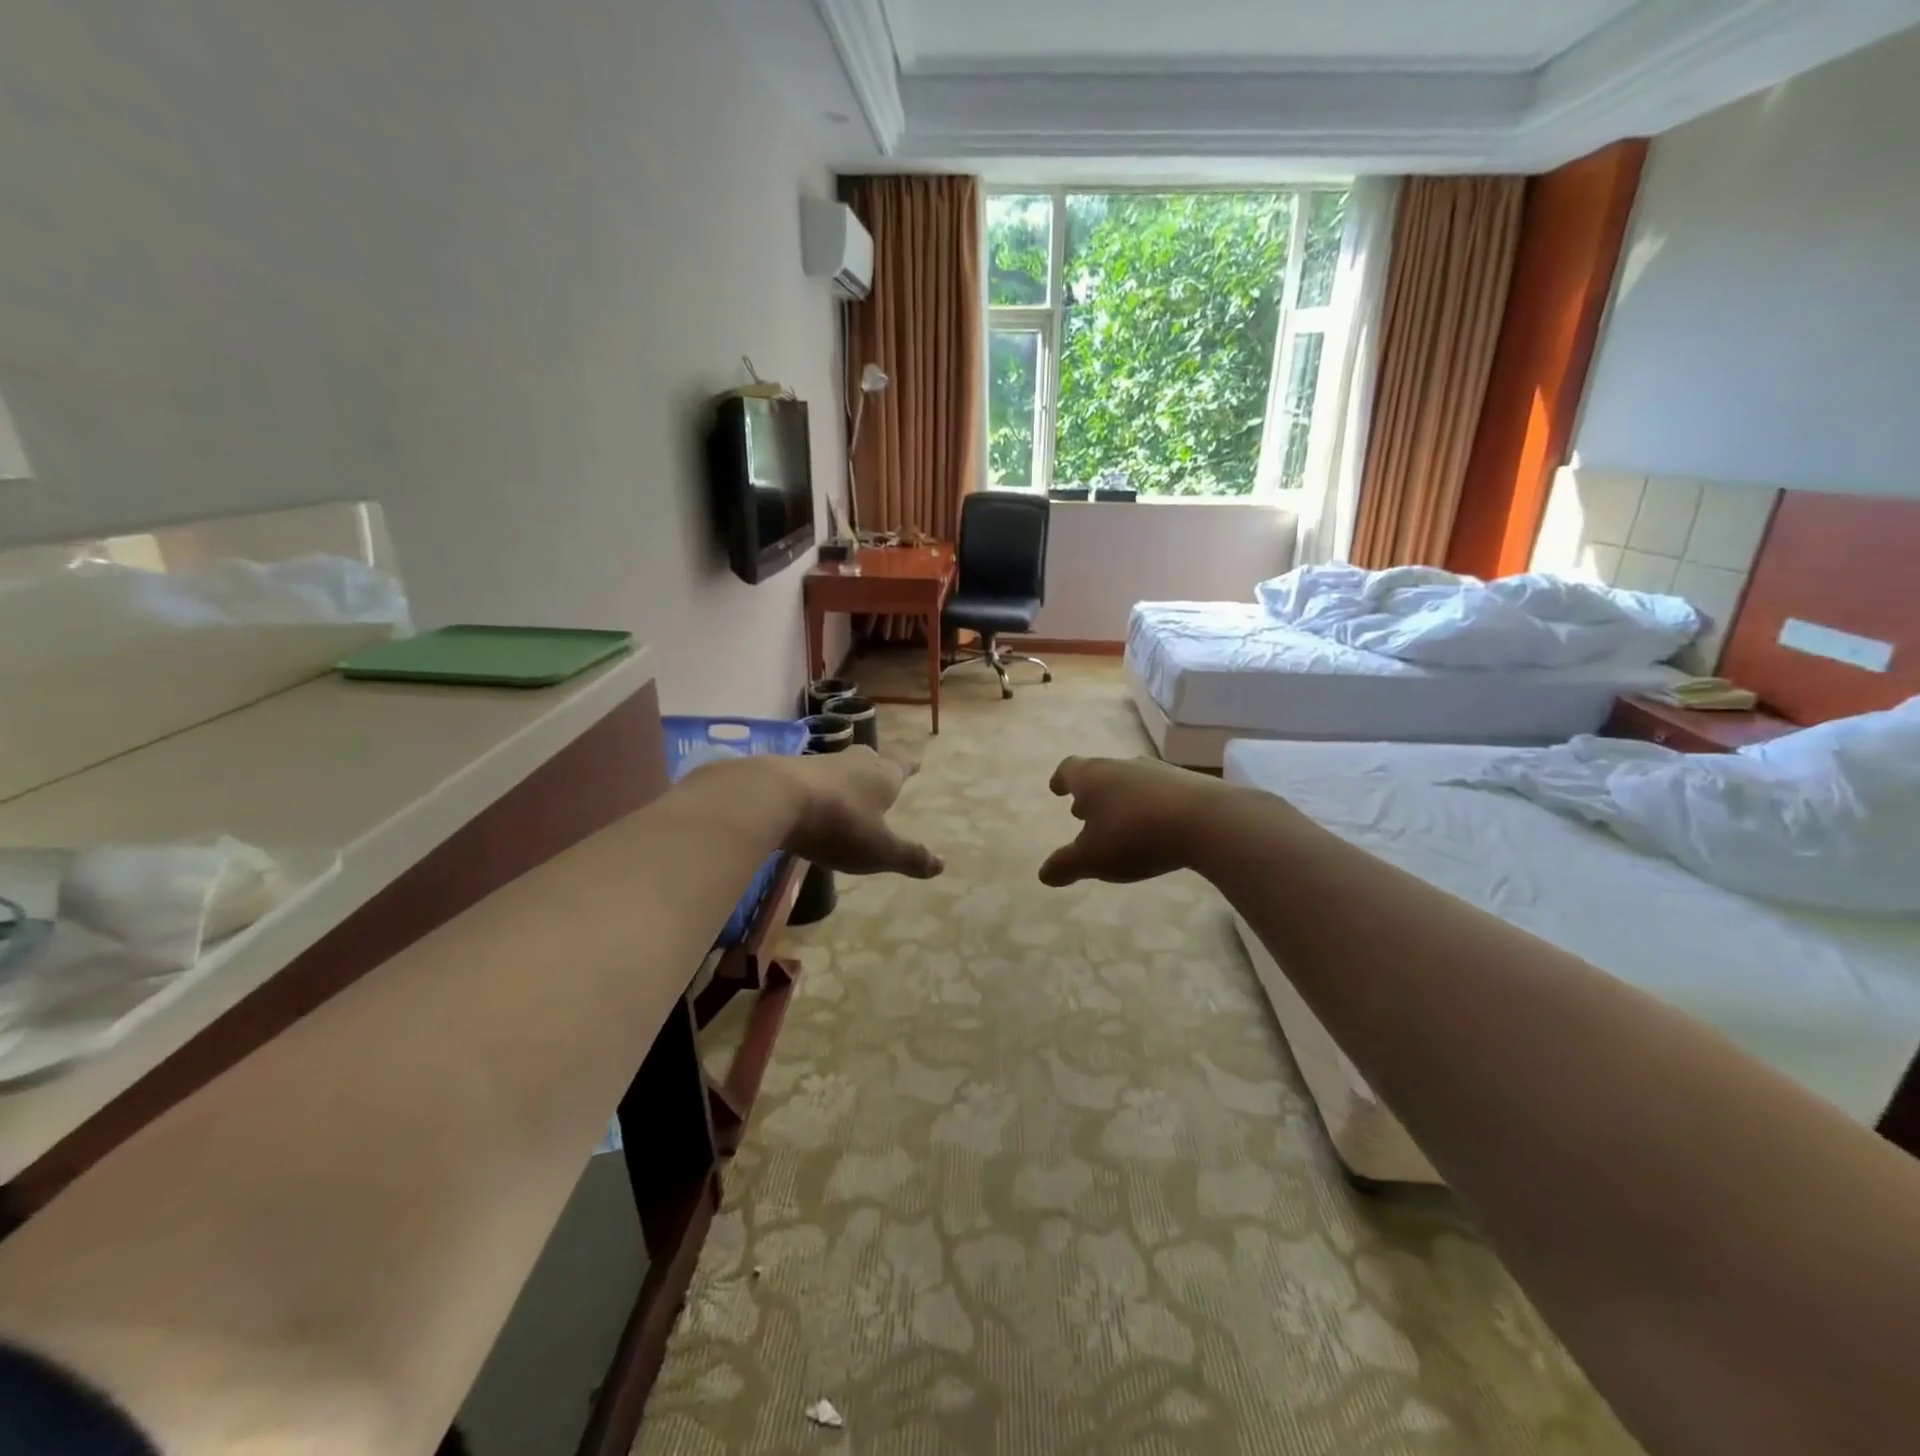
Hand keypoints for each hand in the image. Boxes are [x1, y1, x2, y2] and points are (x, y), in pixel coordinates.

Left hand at [777, 748, 943, 879]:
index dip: (910, 767)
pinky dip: (818, 786)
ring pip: (841, 766)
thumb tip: (942, 864)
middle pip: (871, 759)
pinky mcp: (789, 772)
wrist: (774, 798)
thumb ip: (909, 856)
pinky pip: (812, 777)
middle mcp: (854, 763)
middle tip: (882, 769)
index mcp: (882, 776)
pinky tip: (813, 798)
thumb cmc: (838, 823)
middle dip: (878, 766)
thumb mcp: (878, 850)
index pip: (902, 766)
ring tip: (849, 786)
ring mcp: (820, 764)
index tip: (917, 763)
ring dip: (847, 775)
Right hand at [1038, 756, 1226, 886]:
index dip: (1060, 779)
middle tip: (1082, 811)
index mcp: (1093, 777)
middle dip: (1090, 792)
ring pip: (1130, 781)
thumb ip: (1066, 865)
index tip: (1056, 789)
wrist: (1207, 821)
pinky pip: (1159, 792)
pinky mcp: (1189, 784)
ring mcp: (1158, 772)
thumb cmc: (1135, 835)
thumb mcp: (1092, 858)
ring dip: (1120, 798)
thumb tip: (1043, 874)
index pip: (1068, 769)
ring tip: (1118, 821)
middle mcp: (1122, 766)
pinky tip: (1155, 826)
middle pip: (1100, 772)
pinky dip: (1149, 806)